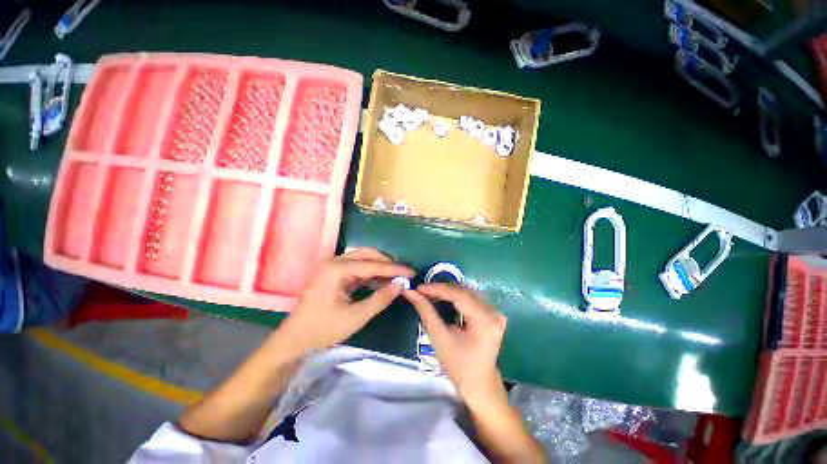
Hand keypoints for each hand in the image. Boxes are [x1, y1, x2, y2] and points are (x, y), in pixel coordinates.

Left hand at [275, 248, 413, 356]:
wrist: (294, 340)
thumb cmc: (322, 329)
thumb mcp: (355, 317)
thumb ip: (380, 299)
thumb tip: (401, 285)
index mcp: (336, 269)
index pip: (372, 265)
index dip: (394, 269)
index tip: (412, 272)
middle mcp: (334, 261)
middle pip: (367, 255)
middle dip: (387, 264)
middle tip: (403, 274)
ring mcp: (332, 266)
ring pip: (362, 259)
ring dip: (379, 268)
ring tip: (396, 278)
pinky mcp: (333, 273)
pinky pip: (356, 268)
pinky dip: (370, 274)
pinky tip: (381, 282)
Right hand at [404, 283, 507, 405]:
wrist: (479, 384)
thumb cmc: (458, 366)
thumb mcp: (439, 338)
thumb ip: (426, 311)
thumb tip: (411, 292)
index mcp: (484, 320)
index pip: (459, 295)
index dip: (437, 289)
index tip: (419, 288)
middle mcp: (493, 312)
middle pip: (464, 291)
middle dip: (441, 289)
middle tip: (422, 291)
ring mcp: (495, 312)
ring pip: (467, 292)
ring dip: (447, 291)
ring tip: (429, 293)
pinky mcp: (493, 313)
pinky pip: (471, 298)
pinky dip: (455, 296)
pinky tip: (443, 298)